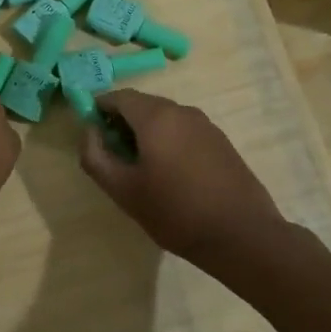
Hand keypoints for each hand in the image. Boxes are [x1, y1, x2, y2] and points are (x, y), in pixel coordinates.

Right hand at [79, 89, 283, 263]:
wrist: (242, 234)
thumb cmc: (175, 211)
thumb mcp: (123, 190)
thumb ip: (95, 156)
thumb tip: (89, 131)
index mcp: (156, 116)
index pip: (119, 96)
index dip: (99, 109)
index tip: (91, 133)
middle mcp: (182, 111)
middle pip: (143, 105)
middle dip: (122, 122)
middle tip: (113, 154)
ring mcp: (206, 125)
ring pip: (165, 118)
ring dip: (146, 132)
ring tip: (140, 167)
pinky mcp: (221, 141)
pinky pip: (184, 131)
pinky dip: (168, 141)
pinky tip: (170, 174)